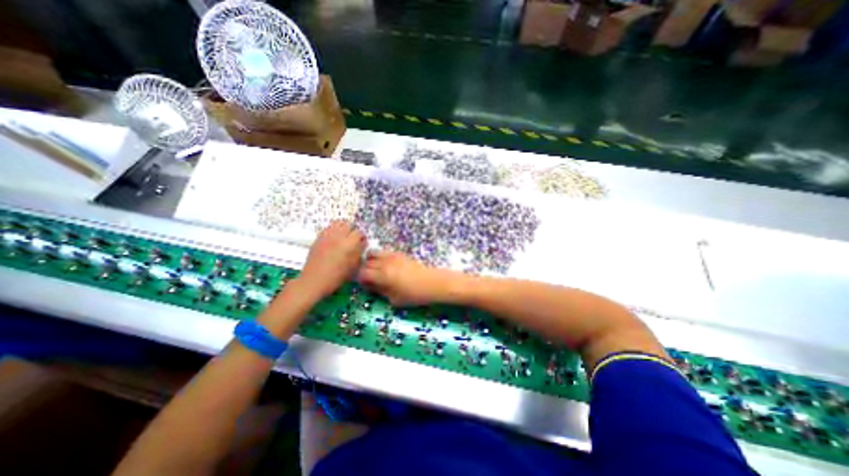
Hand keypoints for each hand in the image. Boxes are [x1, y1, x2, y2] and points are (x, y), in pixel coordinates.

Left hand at [296, 220, 365, 299]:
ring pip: (337, 223)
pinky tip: (333, 239)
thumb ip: (359, 252)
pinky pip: (328, 228)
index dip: (361, 237)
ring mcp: (327, 236)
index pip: (359, 233)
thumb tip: (362, 244)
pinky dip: (333, 230)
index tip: (361, 243)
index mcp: (349, 244)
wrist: (314, 280)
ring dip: (342, 228)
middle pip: (348, 224)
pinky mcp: (318, 238)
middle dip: (352, 230)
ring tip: (343, 236)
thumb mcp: (353, 266)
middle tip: (352, 238)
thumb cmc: (337, 277)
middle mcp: (338, 236)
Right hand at [355, 249, 458, 304]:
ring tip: (375, 271)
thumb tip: (369, 286)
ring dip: (370, 261)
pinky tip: (385, 266)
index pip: (362, 273)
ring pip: (373, 254)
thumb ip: (379, 291)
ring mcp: (392, 256)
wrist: (432, 283)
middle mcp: (385, 262)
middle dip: (364, 271)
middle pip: (366, 262)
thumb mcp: (394, 299)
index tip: (364, 286)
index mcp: (382, 275)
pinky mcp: (399, 253)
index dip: (360, 280)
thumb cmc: (414, 295)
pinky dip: (379, 257)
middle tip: (368, 279)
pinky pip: (384, 252)